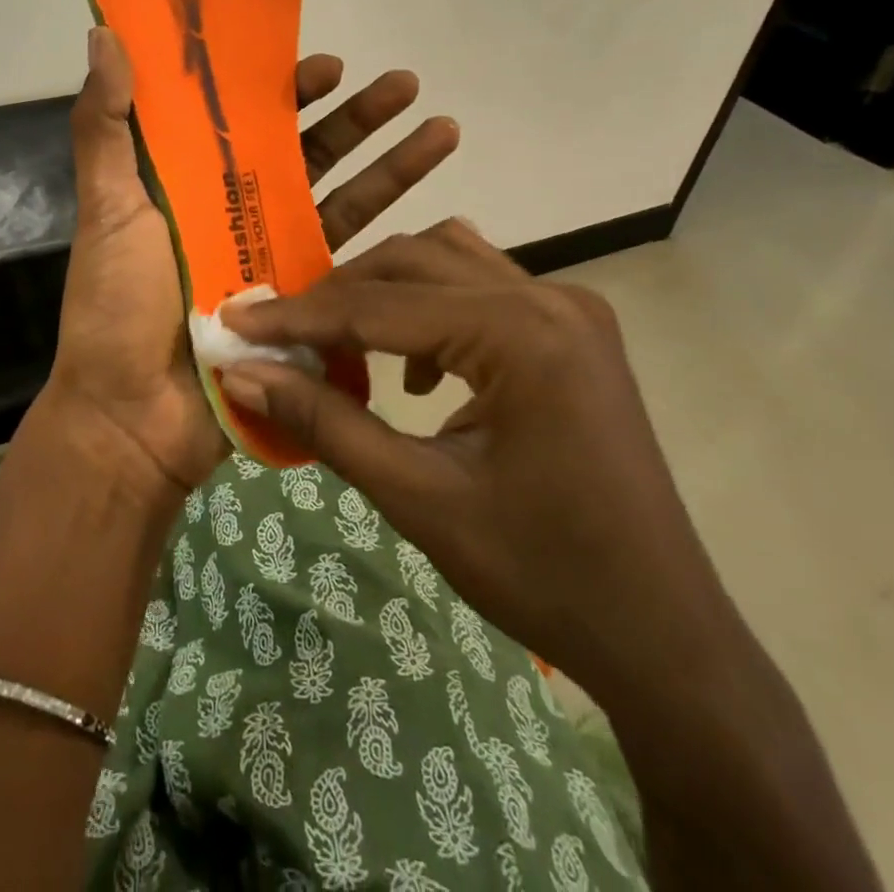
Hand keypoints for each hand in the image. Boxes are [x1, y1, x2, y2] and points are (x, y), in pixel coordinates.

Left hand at [43, 28, 458, 496]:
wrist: (135, 418)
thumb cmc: (117, 307)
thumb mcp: (107, 208)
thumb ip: (104, 126)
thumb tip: (105, 34)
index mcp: (191, 183)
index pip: (246, 121)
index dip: (285, 91)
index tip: (327, 66)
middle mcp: (237, 212)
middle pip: (306, 153)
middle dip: (356, 117)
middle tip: (404, 83)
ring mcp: (274, 258)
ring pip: (341, 197)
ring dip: (390, 161)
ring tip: (441, 124)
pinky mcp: (303, 304)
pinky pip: (352, 258)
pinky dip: (391, 227)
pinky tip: (434, 201)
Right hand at [219, 220, 743, 702]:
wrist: (662, 634)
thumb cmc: (541, 574)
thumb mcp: (417, 498)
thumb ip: (325, 424)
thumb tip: (242, 374)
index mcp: (521, 334)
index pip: (379, 306)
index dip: (297, 315)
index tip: (232, 317)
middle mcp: (550, 298)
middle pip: (413, 261)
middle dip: (338, 295)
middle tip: (280, 335)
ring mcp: (570, 308)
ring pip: (448, 260)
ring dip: (384, 291)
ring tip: (338, 340)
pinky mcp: (573, 329)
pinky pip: (482, 286)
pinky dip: (430, 306)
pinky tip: (414, 370)